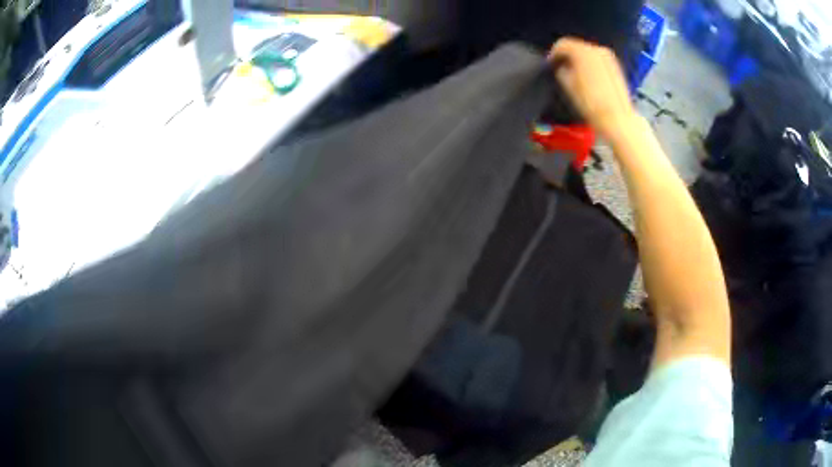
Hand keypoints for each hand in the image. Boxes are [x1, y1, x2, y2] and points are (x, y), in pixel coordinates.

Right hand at [548, 38, 638, 143]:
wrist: (616, 119)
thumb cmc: (595, 106)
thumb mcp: (567, 85)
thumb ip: (560, 70)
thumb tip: (561, 68)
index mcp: (583, 51)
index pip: (561, 44)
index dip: (553, 54)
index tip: (551, 63)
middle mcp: (597, 50)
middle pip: (575, 47)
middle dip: (567, 57)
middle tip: (561, 70)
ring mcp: (608, 58)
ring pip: (587, 53)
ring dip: (579, 61)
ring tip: (575, 77)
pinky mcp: (615, 67)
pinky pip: (598, 61)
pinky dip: (591, 66)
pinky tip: (588, 81)